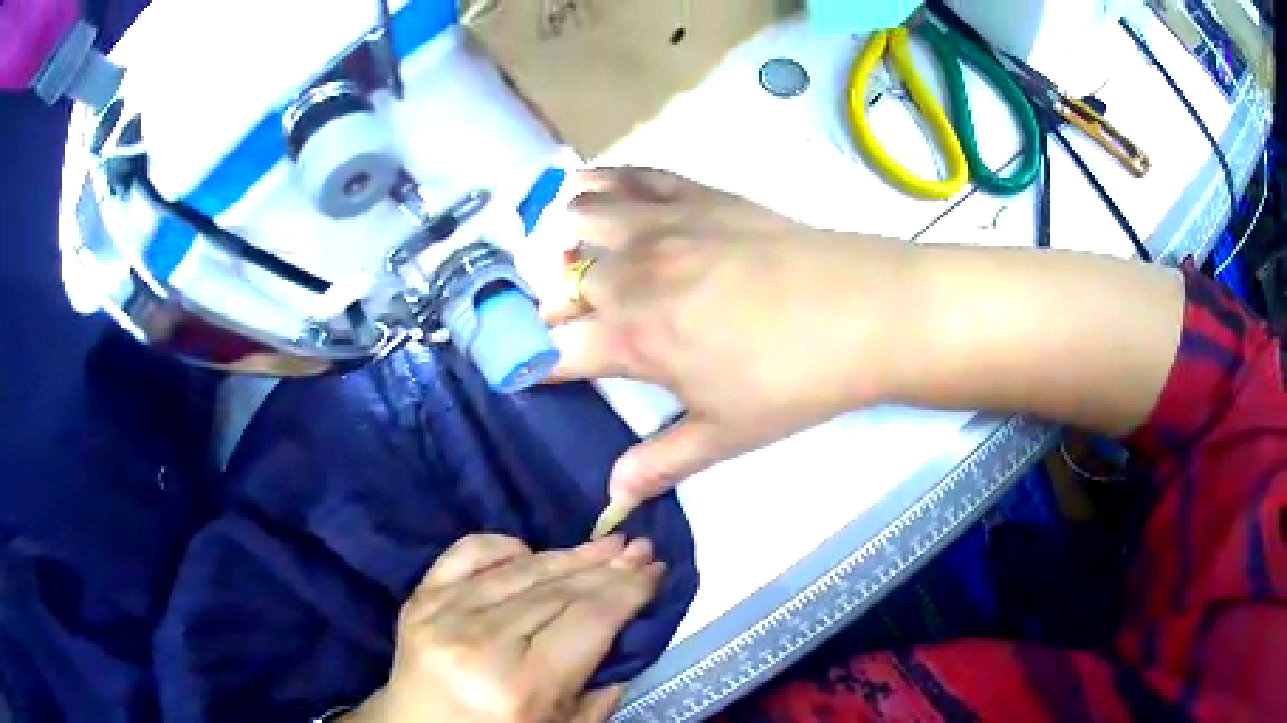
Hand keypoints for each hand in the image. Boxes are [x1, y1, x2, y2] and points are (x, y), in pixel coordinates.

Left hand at [342, 533, 664, 722]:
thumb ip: (598, 691)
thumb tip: (625, 632)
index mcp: (520, 686)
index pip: (588, 620)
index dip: (628, 590)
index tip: (656, 570)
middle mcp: (479, 643)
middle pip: (558, 590)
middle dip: (607, 567)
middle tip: (640, 548)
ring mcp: (441, 615)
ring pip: (519, 570)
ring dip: (568, 554)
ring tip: (605, 544)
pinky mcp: (418, 599)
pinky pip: (466, 554)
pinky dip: (503, 545)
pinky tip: (531, 549)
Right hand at [534, 168, 908, 500]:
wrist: (863, 312)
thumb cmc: (793, 381)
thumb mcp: (726, 434)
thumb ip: (661, 462)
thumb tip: (610, 496)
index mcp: (633, 338)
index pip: (553, 349)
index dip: (529, 362)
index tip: (524, 369)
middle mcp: (632, 273)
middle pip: (558, 281)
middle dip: (548, 306)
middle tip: (569, 323)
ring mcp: (662, 224)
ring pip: (579, 216)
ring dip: (562, 237)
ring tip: (572, 253)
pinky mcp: (696, 194)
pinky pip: (630, 175)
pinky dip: (601, 180)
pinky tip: (593, 188)